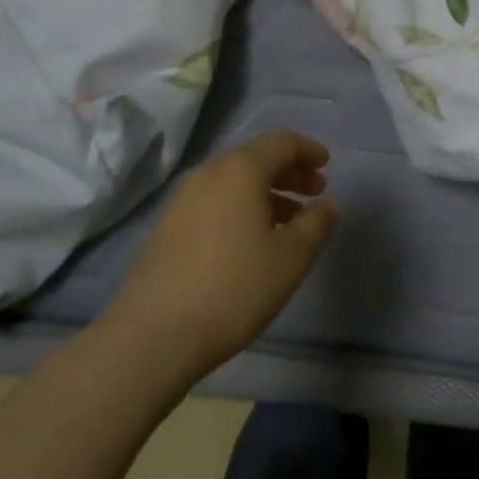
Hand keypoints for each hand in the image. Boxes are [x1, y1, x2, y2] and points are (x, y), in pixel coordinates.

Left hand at [107, 130, 336, 380]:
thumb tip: (327, 204)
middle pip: (256, 158)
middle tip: (315, 192)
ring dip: (267, 192)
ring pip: (234, 182)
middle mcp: (210, 174)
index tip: (327, 165)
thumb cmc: (233, 288)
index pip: (281, 142)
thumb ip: (315, 224)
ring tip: (290, 220)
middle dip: (289, 171)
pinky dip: (242, 207)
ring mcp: (183, 200)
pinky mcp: (168, 227)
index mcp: (241, 170)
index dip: (308, 150)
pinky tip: (252, 240)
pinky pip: (215, 201)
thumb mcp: (290, 258)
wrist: (151, 336)